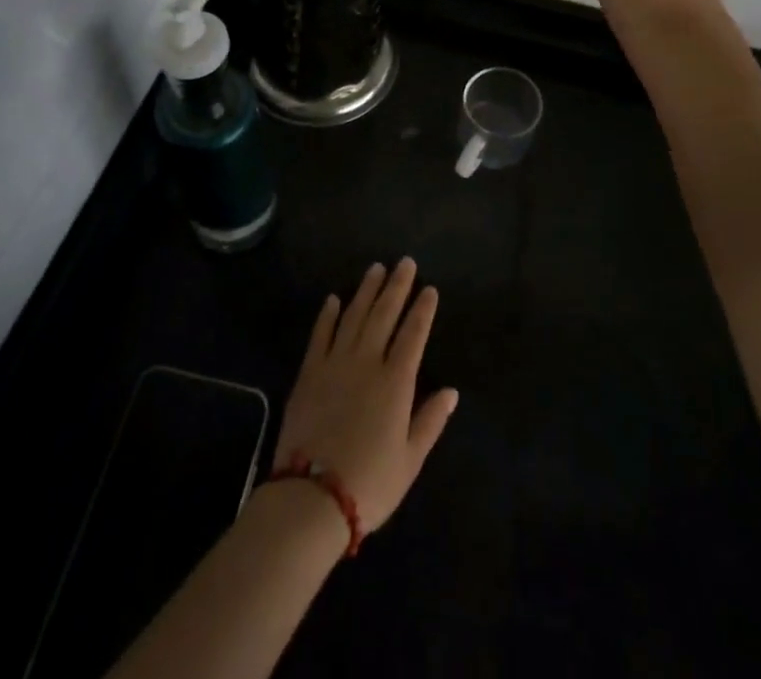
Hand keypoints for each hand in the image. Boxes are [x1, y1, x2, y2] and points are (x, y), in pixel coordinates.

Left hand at [273, 259, 458, 533]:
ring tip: (376, 269)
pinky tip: (334, 299)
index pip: (413, 335)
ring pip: (353, 316)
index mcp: (395, 382)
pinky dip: (327, 315)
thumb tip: (451, 391)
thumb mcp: (410, 460)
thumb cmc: (370, 483)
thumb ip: (430, 421)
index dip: (422, 310)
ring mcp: (335, 363)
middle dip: (396, 286)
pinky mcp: (308, 372)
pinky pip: (320, 335)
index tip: (429, 289)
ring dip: (366, 291)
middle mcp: (367, 362)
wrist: (311, 497)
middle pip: (384, 315)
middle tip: (404, 262)